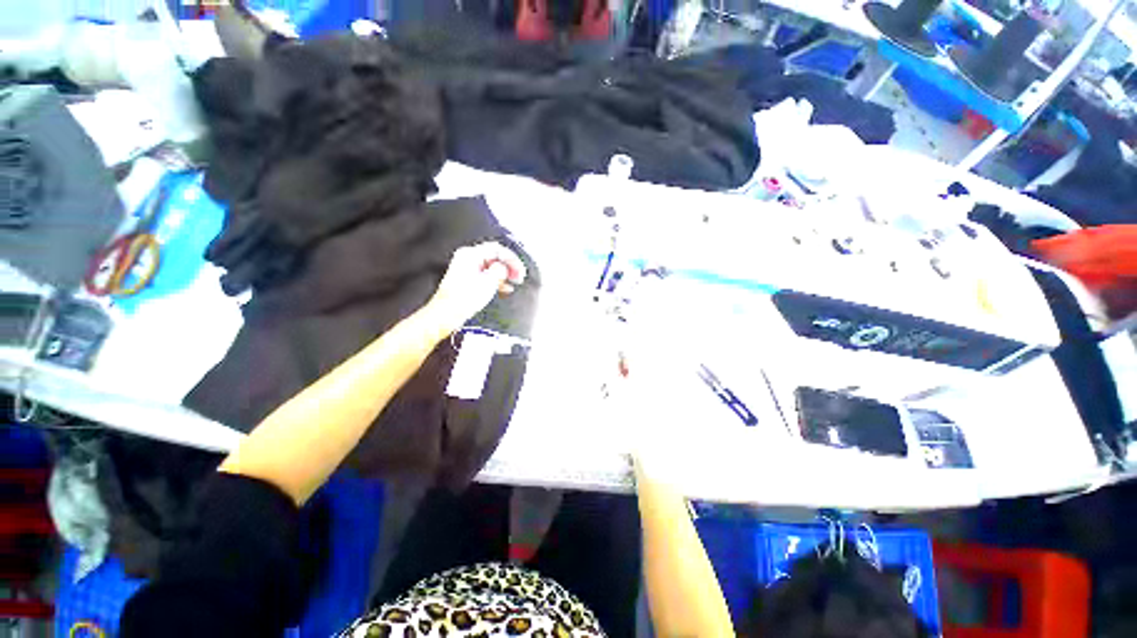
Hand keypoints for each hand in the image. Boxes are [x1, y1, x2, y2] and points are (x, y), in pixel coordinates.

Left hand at [424, 242, 526, 336]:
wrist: (448, 313)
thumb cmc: (464, 298)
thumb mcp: (489, 281)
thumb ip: (500, 270)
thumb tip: (504, 267)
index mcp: (470, 254)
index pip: (497, 249)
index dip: (511, 259)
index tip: (519, 270)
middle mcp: (467, 258)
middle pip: (494, 256)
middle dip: (509, 266)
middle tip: (519, 275)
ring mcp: (466, 268)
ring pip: (492, 266)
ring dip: (504, 274)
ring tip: (514, 282)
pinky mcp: (467, 279)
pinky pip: (486, 274)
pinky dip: (497, 280)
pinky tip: (504, 288)